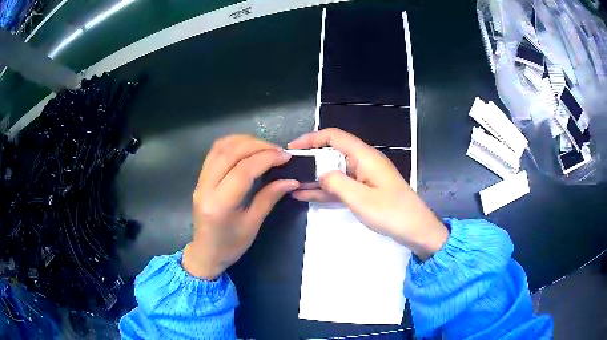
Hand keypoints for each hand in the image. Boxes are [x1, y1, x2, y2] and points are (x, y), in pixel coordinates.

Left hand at [183, 135, 298, 279]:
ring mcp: (200, 181)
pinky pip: (214, 153)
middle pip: (230, 153)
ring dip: (243, 141)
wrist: (205, 253)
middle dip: (257, 146)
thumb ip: (269, 198)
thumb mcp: (252, 225)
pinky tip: (246, 147)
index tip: (285, 156)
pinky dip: (232, 144)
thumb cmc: (230, 246)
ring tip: (264, 147)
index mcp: (219, 205)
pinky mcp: (200, 178)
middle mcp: (205, 188)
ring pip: (220, 148)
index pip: (243, 171)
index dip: (266, 158)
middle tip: (277, 150)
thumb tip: (291, 180)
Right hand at [288, 128, 447, 259]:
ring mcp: (364, 177)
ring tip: (291, 184)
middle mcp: (363, 162)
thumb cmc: (391, 213)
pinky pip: (341, 186)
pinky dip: (325, 190)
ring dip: (314, 177)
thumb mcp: (360, 199)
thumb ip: (336, 183)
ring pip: (334, 171)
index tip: (292, 148)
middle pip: (332, 153)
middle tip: (288, 170)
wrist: (416, 230)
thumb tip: (320, 174)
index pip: (334, 137)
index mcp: (364, 156)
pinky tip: (305, 195)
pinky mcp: (365, 191)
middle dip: (310, 160)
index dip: (311, 139)